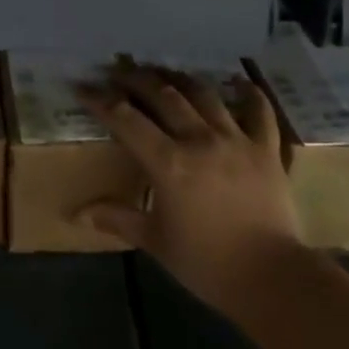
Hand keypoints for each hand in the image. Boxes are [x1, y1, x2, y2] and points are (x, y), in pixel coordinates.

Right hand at [77, 65, 302, 312]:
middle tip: (119, 71)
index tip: (83, 86)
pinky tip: (241, 82)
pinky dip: (250, 94)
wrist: (272, 278)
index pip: (125, 119)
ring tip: (165, 72)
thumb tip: (76, 214)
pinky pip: (259, 112)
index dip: (101, 100)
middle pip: (163, 95)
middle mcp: (199, 140)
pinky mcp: (266, 150)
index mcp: (168, 162)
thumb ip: (118, 218)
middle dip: (137, 79)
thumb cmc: (207, 263)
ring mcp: (236, 140)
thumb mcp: (155, 241)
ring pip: (204, 95)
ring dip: (180, 78)